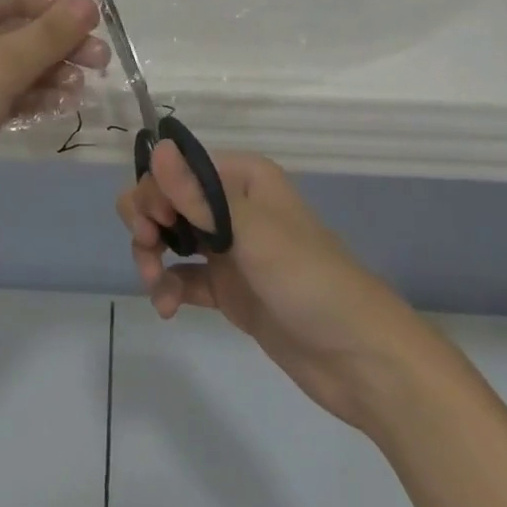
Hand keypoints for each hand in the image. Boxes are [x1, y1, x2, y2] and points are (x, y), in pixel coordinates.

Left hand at [0, 0, 106, 239]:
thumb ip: (49, 34)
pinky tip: (58, 105)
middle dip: (58, 43)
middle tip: (100, 64)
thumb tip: (89, 2)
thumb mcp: (0, 68)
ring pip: (9, 59)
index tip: (98, 27)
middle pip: (14, 24)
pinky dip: (27, 93)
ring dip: (47, 71)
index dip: (58, 5)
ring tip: (81, 91)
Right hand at [119, 144, 418, 434]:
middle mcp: (231, 205)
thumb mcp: (251, 232)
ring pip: (170, 237)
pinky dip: (168, 287)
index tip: (150, 224)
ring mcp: (229, 249)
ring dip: (152, 256)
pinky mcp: (228, 288)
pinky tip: (166, 307)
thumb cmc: (308, 279)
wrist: (359, 359)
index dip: (155, 190)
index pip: (178, 168)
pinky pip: (183, 277)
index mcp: (241, 177)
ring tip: (156, 286)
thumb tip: (157, 148)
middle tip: (147, 251)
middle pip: (168, 200)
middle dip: (147, 222)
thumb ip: (198, 196)